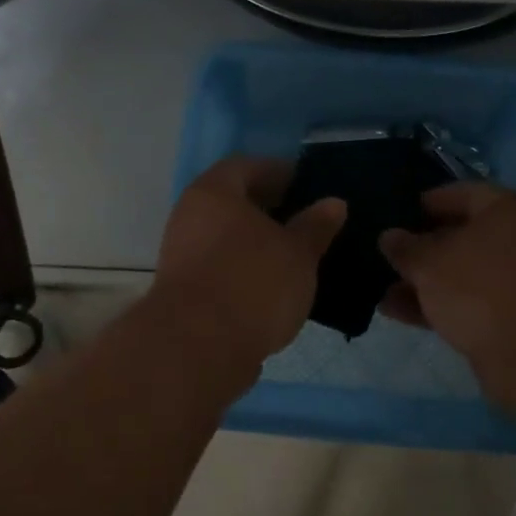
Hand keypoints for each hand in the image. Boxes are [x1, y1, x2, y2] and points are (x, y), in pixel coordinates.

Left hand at [153, 157, 345, 362]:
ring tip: (296, 256)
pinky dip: (245, 270)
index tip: (308, 186)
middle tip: (307, 221)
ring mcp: (182, 255)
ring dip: (257, 243)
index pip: (247, 166)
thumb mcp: (298, 253)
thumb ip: (315, 226)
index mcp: (214, 193)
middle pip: (233, 203)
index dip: (279, 172)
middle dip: (270, 210)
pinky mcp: (184, 292)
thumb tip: (333, 203)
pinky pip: (220, 268)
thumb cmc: (253, 284)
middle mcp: (190, 216)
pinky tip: (274, 287)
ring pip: (227, 238)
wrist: (197, 349)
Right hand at [379, 183, 515, 400]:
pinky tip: (393, 310)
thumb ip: (405, 247)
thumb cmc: (481, 288)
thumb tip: (389, 236)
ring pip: (457, 273)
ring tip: (377, 285)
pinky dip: (431, 305)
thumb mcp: (431, 262)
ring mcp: (511, 281)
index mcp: (504, 210)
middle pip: (458, 235)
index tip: (392, 213)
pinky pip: (461, 302)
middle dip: (419, 246)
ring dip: (420, 279)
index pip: (459, 193)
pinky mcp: (505, 318)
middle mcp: (513, 240)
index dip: (424, 202)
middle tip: (380, 251)